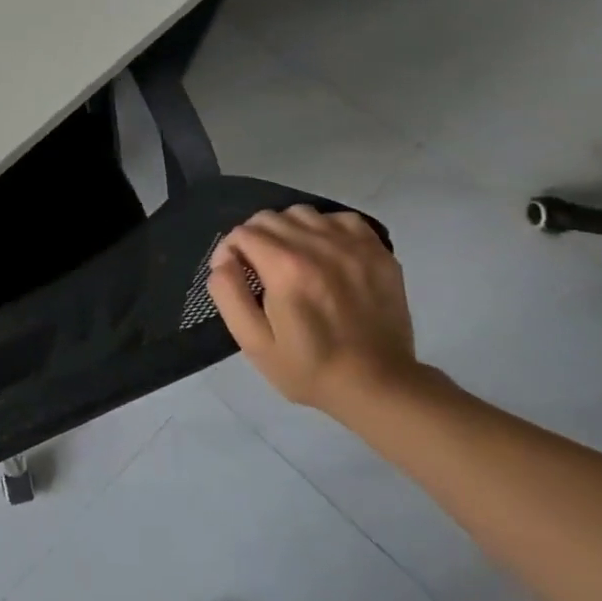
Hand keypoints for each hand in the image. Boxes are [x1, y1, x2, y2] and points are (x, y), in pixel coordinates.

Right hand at [206, 205, 419, 418]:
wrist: (378, 387)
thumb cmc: (308, 368)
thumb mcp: (253, 342)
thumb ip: (228, 294)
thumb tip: (223, 260)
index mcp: (286, 269)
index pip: (243, 233)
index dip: (230, 251)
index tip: (235, 275)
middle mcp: (319, 247)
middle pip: (269, 218)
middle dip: (254, 239)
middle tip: (259, 270)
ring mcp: (353, 247)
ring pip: (303, 213)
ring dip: (288, 230)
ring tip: (291, 259)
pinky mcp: (379, 252)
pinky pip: (341, 219)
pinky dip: (325, 229)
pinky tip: (324, 253)